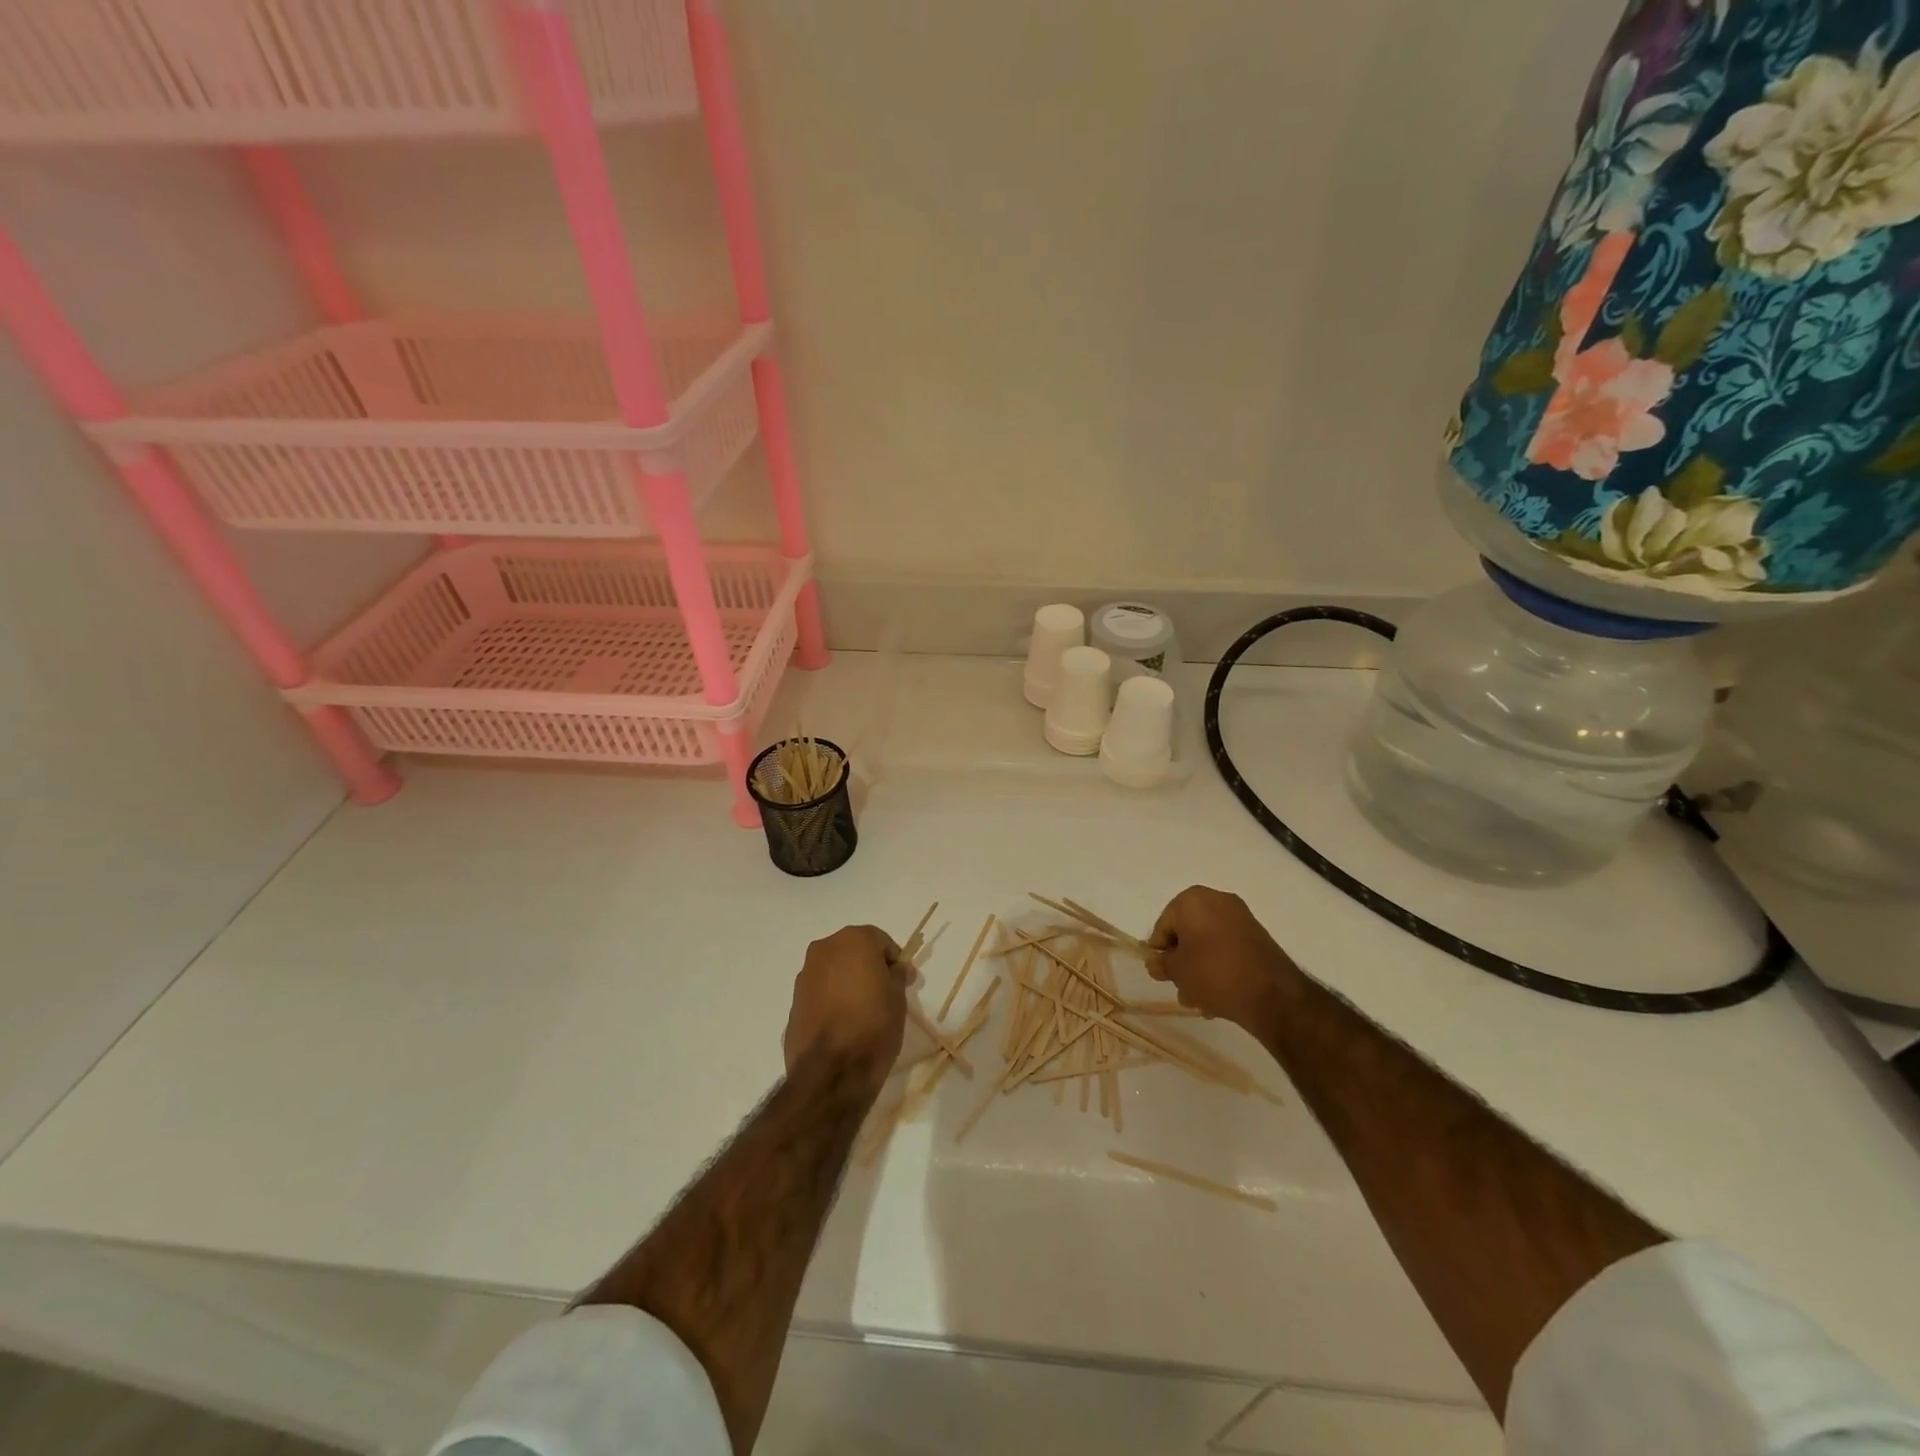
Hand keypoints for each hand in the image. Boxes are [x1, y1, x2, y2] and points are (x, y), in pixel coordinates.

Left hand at [783, 925, 908, 1088]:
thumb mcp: (898, 997)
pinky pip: (820, 991)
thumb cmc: (873, 1024)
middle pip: (854, 951)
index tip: (902, 982)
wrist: (831, 1070)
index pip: (881, 941)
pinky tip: (843, 1023)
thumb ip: (897, 975)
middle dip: (868, 967)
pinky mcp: (794, 1001)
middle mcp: (824, 949)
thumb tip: (897, 968)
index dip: (894, 961)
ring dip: (848, 982)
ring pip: (834, 970)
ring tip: (862, 1011)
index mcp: (853, 940)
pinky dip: (832, 999)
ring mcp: (805, 975)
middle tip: (884, 993)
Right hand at [1148, 886, 1299, 1037]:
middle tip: (1181, 987)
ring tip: (1200, 999)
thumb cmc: (1213, 973)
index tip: (1163, 974)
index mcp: (1192, 900)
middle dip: (1182, 962)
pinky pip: (1227, 949)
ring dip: (1200, 968)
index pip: (1164, 925)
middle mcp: (1217, 900)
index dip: (1160, 952)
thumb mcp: (1177, 971)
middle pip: (1187, 933)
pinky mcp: (1258, 936)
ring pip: (1208, 944)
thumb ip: (1161, 964)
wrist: (1271, 994)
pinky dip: (1220, 966)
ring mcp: (1241, 917)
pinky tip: (1219, 995)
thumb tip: (1156, 962)